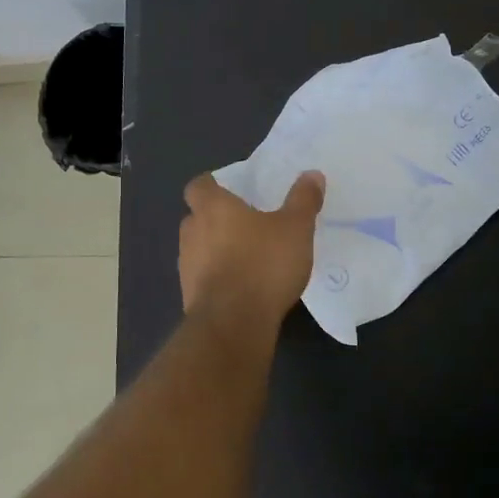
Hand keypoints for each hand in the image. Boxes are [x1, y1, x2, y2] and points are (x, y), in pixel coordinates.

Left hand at [179, 171, 325, 337]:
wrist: (233, 323)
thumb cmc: (263, 264)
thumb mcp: (295, 228)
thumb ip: (303, 200)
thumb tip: (312, 174)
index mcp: (212, 208)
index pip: (198, 186)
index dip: (212, 186)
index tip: (232, 191)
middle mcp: (191, 231)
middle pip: (197, 217)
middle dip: (217, 220)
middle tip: (247, 224)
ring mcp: (186, 265)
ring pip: (199, 249)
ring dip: (217, 251)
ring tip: (248, 258)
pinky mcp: (189, 295)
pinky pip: (203, 278)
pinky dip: (218, 278)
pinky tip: (243, 288)